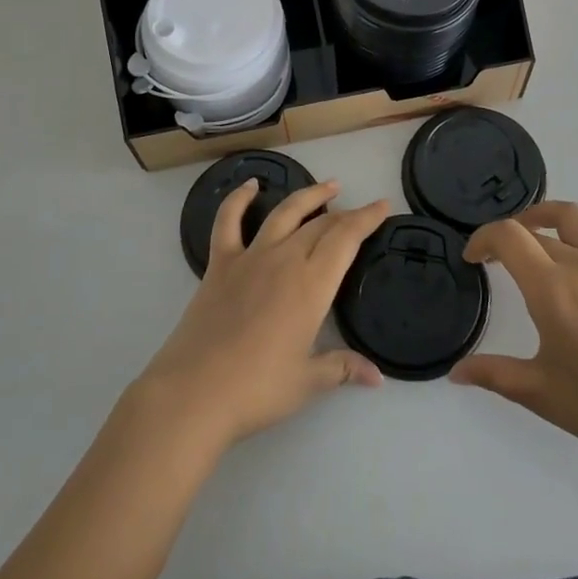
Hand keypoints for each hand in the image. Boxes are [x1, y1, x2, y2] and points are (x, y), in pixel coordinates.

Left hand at [135, 179, 386, 450]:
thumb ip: (342, 368)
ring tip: (328, 186)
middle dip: (345, 214)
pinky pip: (228, 221)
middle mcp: (285, 259)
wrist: (194, 392)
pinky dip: (239, 199)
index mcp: (312, 284)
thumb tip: (377, 377)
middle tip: (359, 211)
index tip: (382, 205)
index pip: (346, 239)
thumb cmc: (257, 389)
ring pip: (284, 213)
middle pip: (320, 225)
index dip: (366, 219)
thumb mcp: (308, 382)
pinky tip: (250, 186)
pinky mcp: (219, 264)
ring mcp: (250, 257)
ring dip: (308, 195)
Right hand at [451, 202, 577, 469]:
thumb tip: (456, 372)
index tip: (472, 259)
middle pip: (535, 230)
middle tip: (495, 261)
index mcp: (551, 288)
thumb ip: (494, 374)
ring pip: (573, 217)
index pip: (508, 237)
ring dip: (545, 215)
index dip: (482, 238)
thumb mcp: (540, 393)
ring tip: (533, 232)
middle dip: (507, 238)